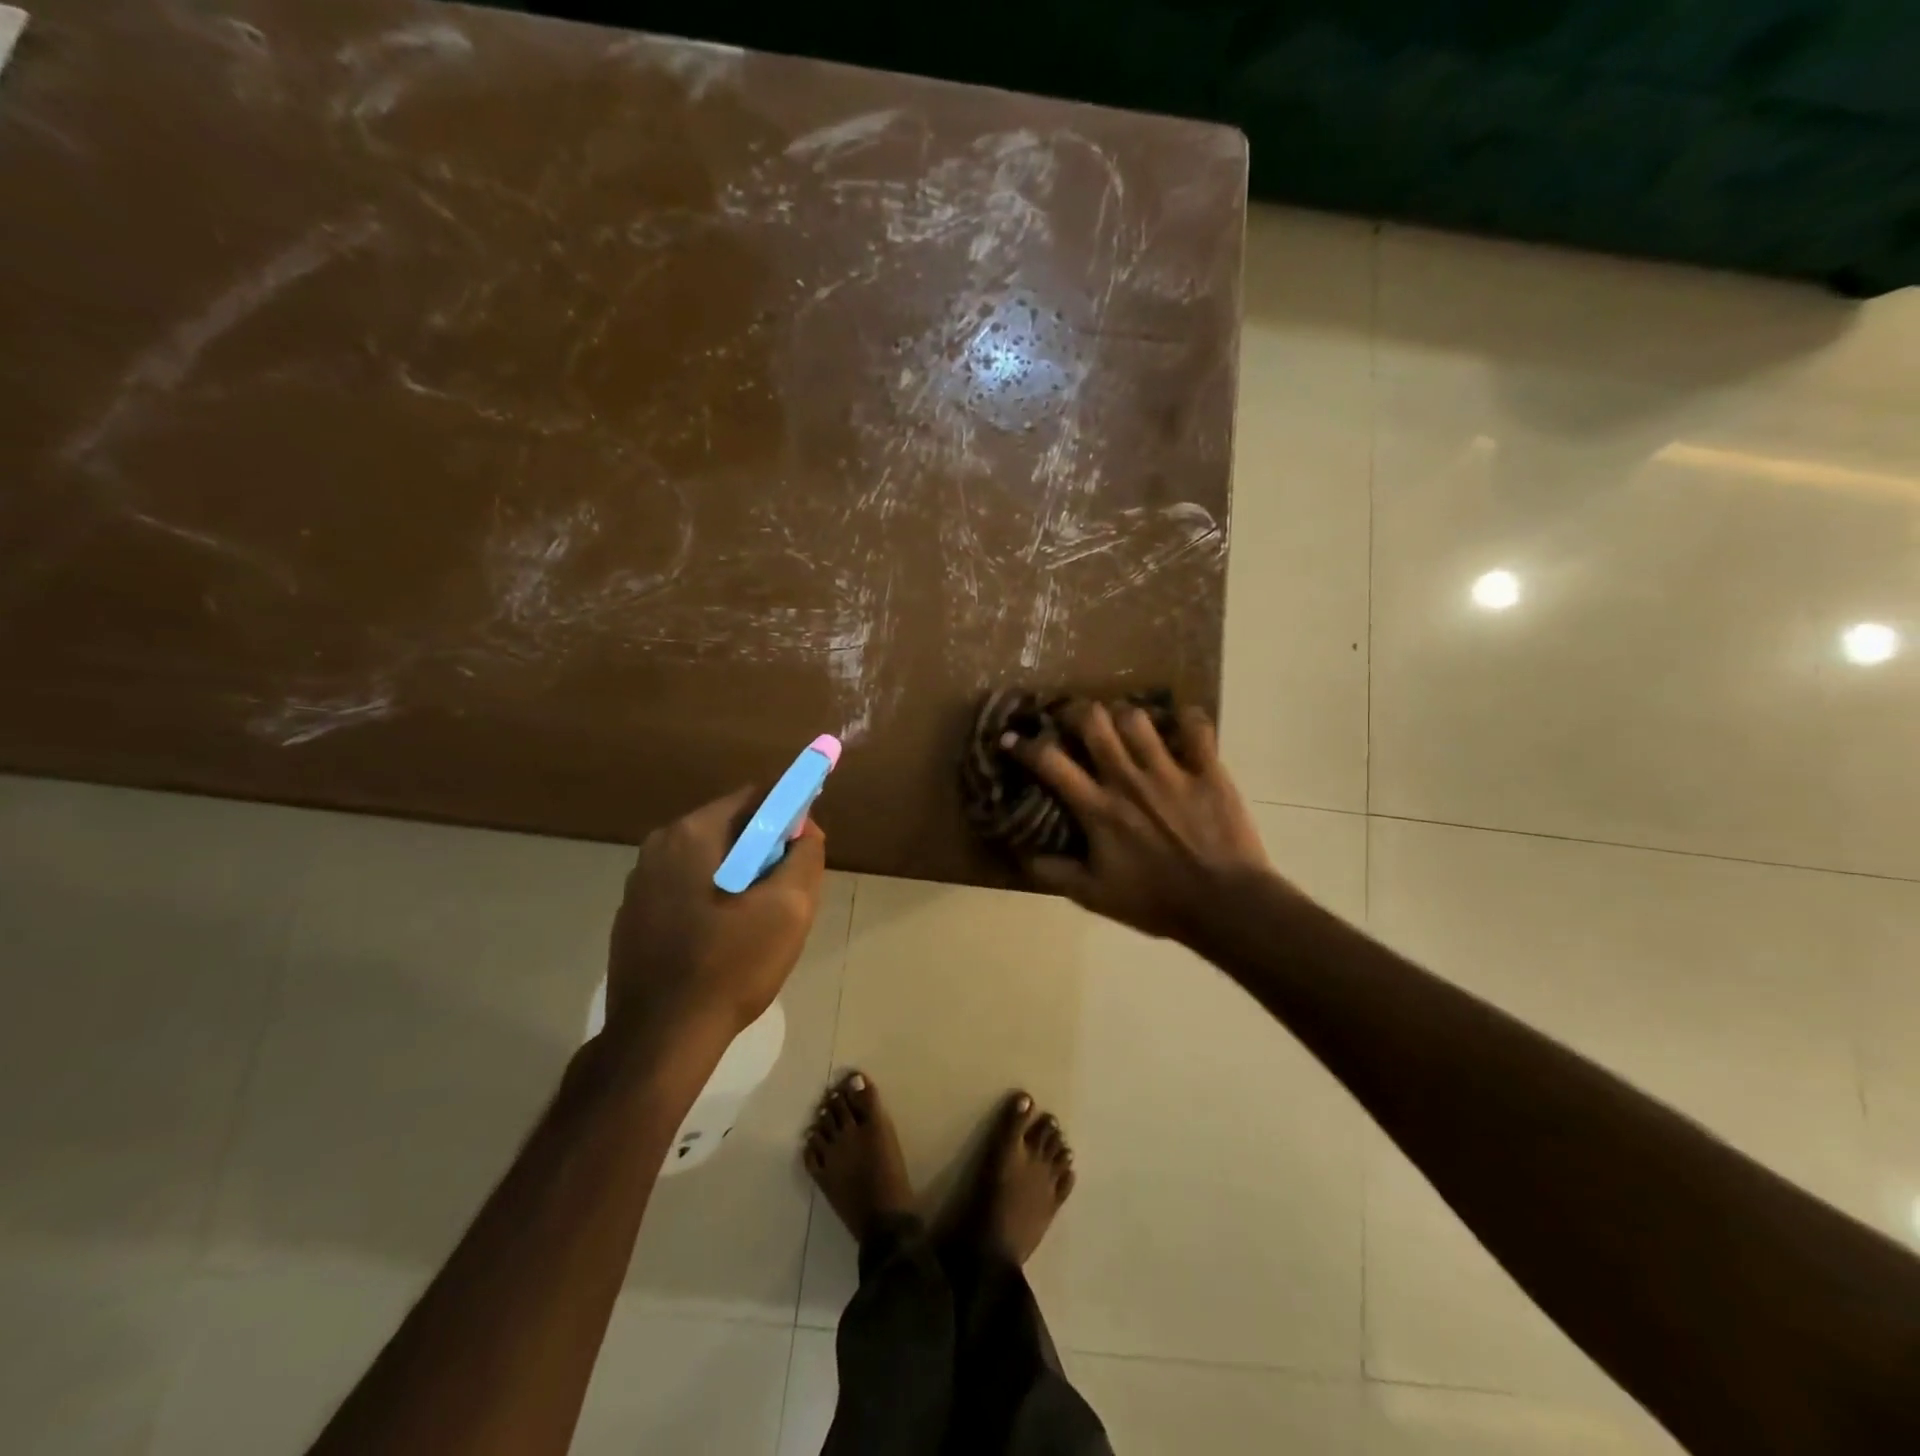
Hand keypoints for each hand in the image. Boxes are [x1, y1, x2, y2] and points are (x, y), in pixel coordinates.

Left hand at [605, 786, 826, 1053]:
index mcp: (693, 833)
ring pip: (709, 861)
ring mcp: (639, 882)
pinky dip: (712, 899)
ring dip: (739, 878)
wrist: (661, 1038)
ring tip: (756, 924)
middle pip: (730, 828)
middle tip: (786, 893)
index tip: (806, 848)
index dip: (790, 814)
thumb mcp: (789, 908)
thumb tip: (806, 828)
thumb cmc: (731, 965)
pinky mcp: (633, 915)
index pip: (755, 797)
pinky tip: (722, 941)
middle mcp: (658, 846)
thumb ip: (806, 855)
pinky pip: (686, 889)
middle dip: (765, 851)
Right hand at [1005, 701, 1278, 942]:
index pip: (1051, 763)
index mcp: (1098, 808)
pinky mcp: (1208, 770)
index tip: (1011, 738)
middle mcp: (1128, 780)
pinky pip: (1196, 727)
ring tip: (1125, 725)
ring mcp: (1170, 771)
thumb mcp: (1095, 896)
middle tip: (1074, 720)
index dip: (1025, 745)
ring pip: (1138, 718)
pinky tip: (1181, 725)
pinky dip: (1187, 720)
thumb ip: (1055, 872)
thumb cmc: (1157, 901)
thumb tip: (1021, 855)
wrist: (1224, 905)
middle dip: (1076, 712)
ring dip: (1125, 716)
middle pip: (1093, 722)